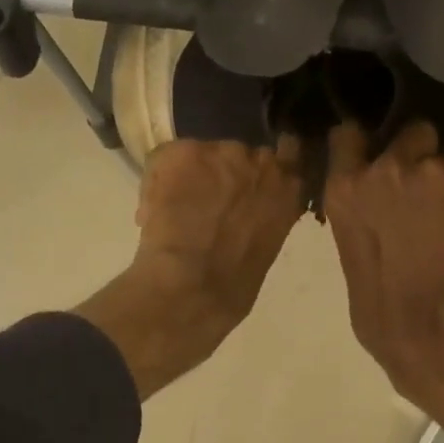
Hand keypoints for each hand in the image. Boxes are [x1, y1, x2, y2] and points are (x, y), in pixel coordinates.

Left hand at [77, 139, 304, 398]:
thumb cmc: (233, 287)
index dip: (264, 168)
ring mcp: (223, 155)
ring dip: (190, 177)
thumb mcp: (267, 248)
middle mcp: (263, 162)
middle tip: (206, 204)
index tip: (248, 184)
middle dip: (222, 174)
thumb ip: (265, 217)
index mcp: (290, 189)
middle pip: (238, 154)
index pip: (290, 155)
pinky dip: (155, 183)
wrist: (193, 288)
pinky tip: (153, 214)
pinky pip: (164, 158)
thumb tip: (247, 209)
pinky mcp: (184, 153)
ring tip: (176, 211)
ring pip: (200, 155)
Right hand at [323, 120, 443, 400]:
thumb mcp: (351, 253)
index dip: (364, 141)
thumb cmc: (379, 310)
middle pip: (413, 133)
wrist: (432, 326)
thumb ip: (361, 215)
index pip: (348, 135)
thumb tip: (377, 209)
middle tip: (427, 190)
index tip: (374, 151)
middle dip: (419, 153)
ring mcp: (435, 171)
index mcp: (346, 188)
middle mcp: (387, 167)